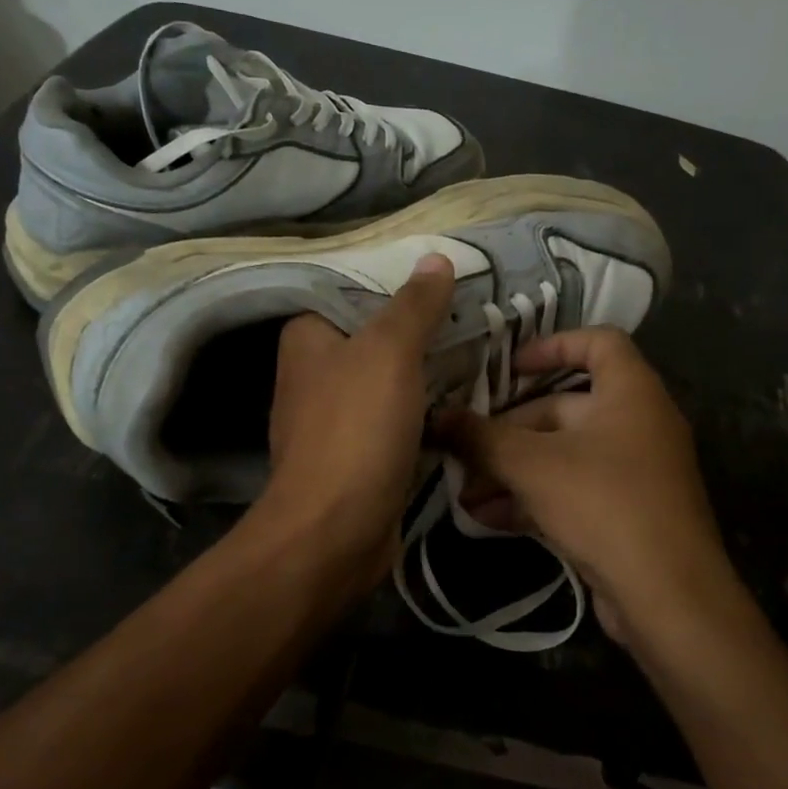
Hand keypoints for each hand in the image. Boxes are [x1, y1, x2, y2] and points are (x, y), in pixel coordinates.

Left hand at [253, 253, 456, 592]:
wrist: (336, 530)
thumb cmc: (356, 429)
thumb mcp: (389, 352)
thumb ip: (414, 305)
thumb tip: (436, 258)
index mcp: (307, 337)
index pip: (354, 291)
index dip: (400, 284)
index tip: (449, 281)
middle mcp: (314, 372)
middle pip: (375, 336)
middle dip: (421, 329)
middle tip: (476, 314)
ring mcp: (334, 417)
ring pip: (389, 380)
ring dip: (427, 372)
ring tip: (480, 349)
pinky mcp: (357, 454)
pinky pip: (396, 418)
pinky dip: (424, 410)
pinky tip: (463, 399)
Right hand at [433, 327, 740, 643]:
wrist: (667, 597)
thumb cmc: (603, 504)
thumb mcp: (532, 465)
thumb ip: (481, 438)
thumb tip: (437, 416)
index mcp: (631, 393)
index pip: (598, 342)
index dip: (552, 345)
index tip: (508, 367)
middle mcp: (637, 424)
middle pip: (564, 408)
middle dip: (509, 431)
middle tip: (464, 450)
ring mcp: (633, 472)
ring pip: (562, 455)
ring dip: (512, 470)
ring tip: (465, 493)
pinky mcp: (625, 513)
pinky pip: (572, 490)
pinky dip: (533, 498)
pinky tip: (487, 518)